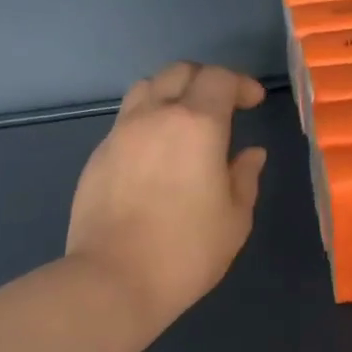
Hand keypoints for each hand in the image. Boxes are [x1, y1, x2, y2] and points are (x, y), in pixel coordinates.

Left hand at [66, 62, 268, 335]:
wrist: (113, 279)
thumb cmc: (186, 251)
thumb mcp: (234, 219)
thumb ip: (245, 177)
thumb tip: (251, 153)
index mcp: (197, 124)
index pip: (220, 79)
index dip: (241, 84)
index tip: (254, 103)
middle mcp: (155, 116)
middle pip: (179, 72)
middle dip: (206, 79)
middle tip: (223, 105)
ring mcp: (120, 133)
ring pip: (146, 88)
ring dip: (171, 93)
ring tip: (184, 122)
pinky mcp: (98, 155)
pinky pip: (126, 120)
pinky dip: (147, 120)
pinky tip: (155, 154)